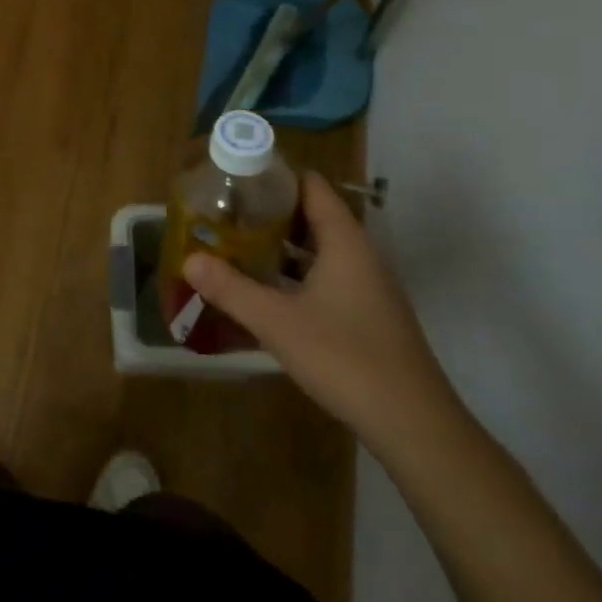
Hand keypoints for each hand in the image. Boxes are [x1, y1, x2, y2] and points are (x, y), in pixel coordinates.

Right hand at [182, 171, 461, 454]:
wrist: (414, 425)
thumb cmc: (345, 358)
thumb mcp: (277, 322)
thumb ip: (230, 288)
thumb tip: (188, 260)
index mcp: (344, 241)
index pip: (310, 185)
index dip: (274, 176)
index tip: (235, 178)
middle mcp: (360, 254)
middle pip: (312, 214)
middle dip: (268, 212)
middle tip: (224, 214)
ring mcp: (368, 285)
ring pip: (318, 249)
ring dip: (280, 245)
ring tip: (236, 245)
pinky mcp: (368, 313)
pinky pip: (326, 276)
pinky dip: (295, 274)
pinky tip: (266, 291)